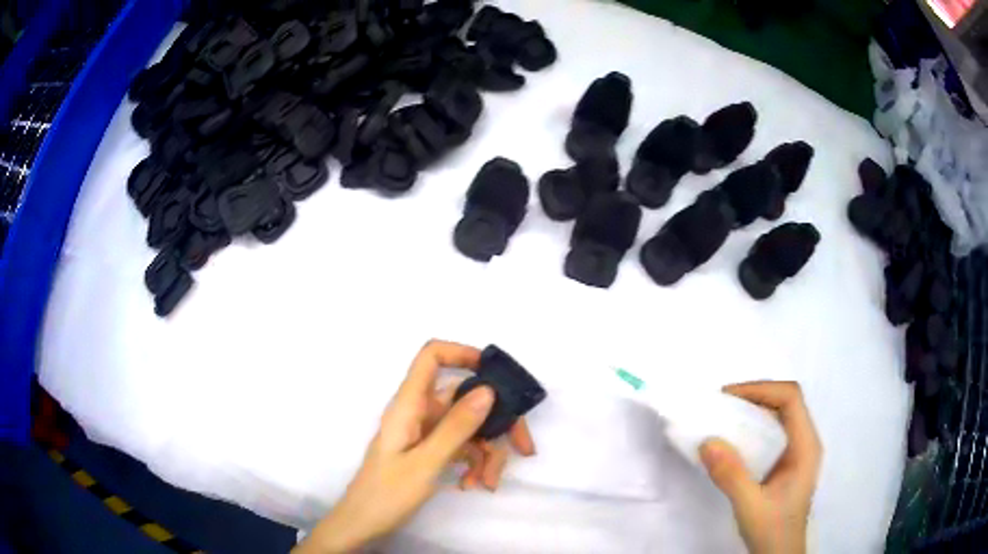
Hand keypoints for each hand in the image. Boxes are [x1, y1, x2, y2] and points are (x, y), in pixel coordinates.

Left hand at [295, 340, 535, 553]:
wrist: (364, 523)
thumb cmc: (387, 493)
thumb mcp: (425, 463)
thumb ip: (456, 427)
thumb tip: (488, 390)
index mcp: (409, 404)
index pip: (431, 356)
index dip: (462, 353)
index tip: (496, 376)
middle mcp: (420, 412)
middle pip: (465, 398)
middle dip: (497, 422)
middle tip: (523, 448)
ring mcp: (426, 432)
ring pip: (470, 426)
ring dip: (488, 452)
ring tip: (488, 482)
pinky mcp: (431, 450)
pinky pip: (463, 446)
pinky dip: (475, 463)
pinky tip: (474, 484)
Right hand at [700, 381, 821, 553]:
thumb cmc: (772, 531)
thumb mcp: (750, 506)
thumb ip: (731, 476)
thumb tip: (707, 441)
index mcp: (806, 446)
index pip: (790, 398)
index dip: (761, 389)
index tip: (728, 397)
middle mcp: (805, 442)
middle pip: (786, 401)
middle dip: (754, 396)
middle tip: (721, 405)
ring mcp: (798, 452)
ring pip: (779, 415)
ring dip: (753, 410)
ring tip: (724, 418)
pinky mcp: (787, 462)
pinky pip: (772, 432)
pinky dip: (753, 427)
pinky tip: (734, 441)